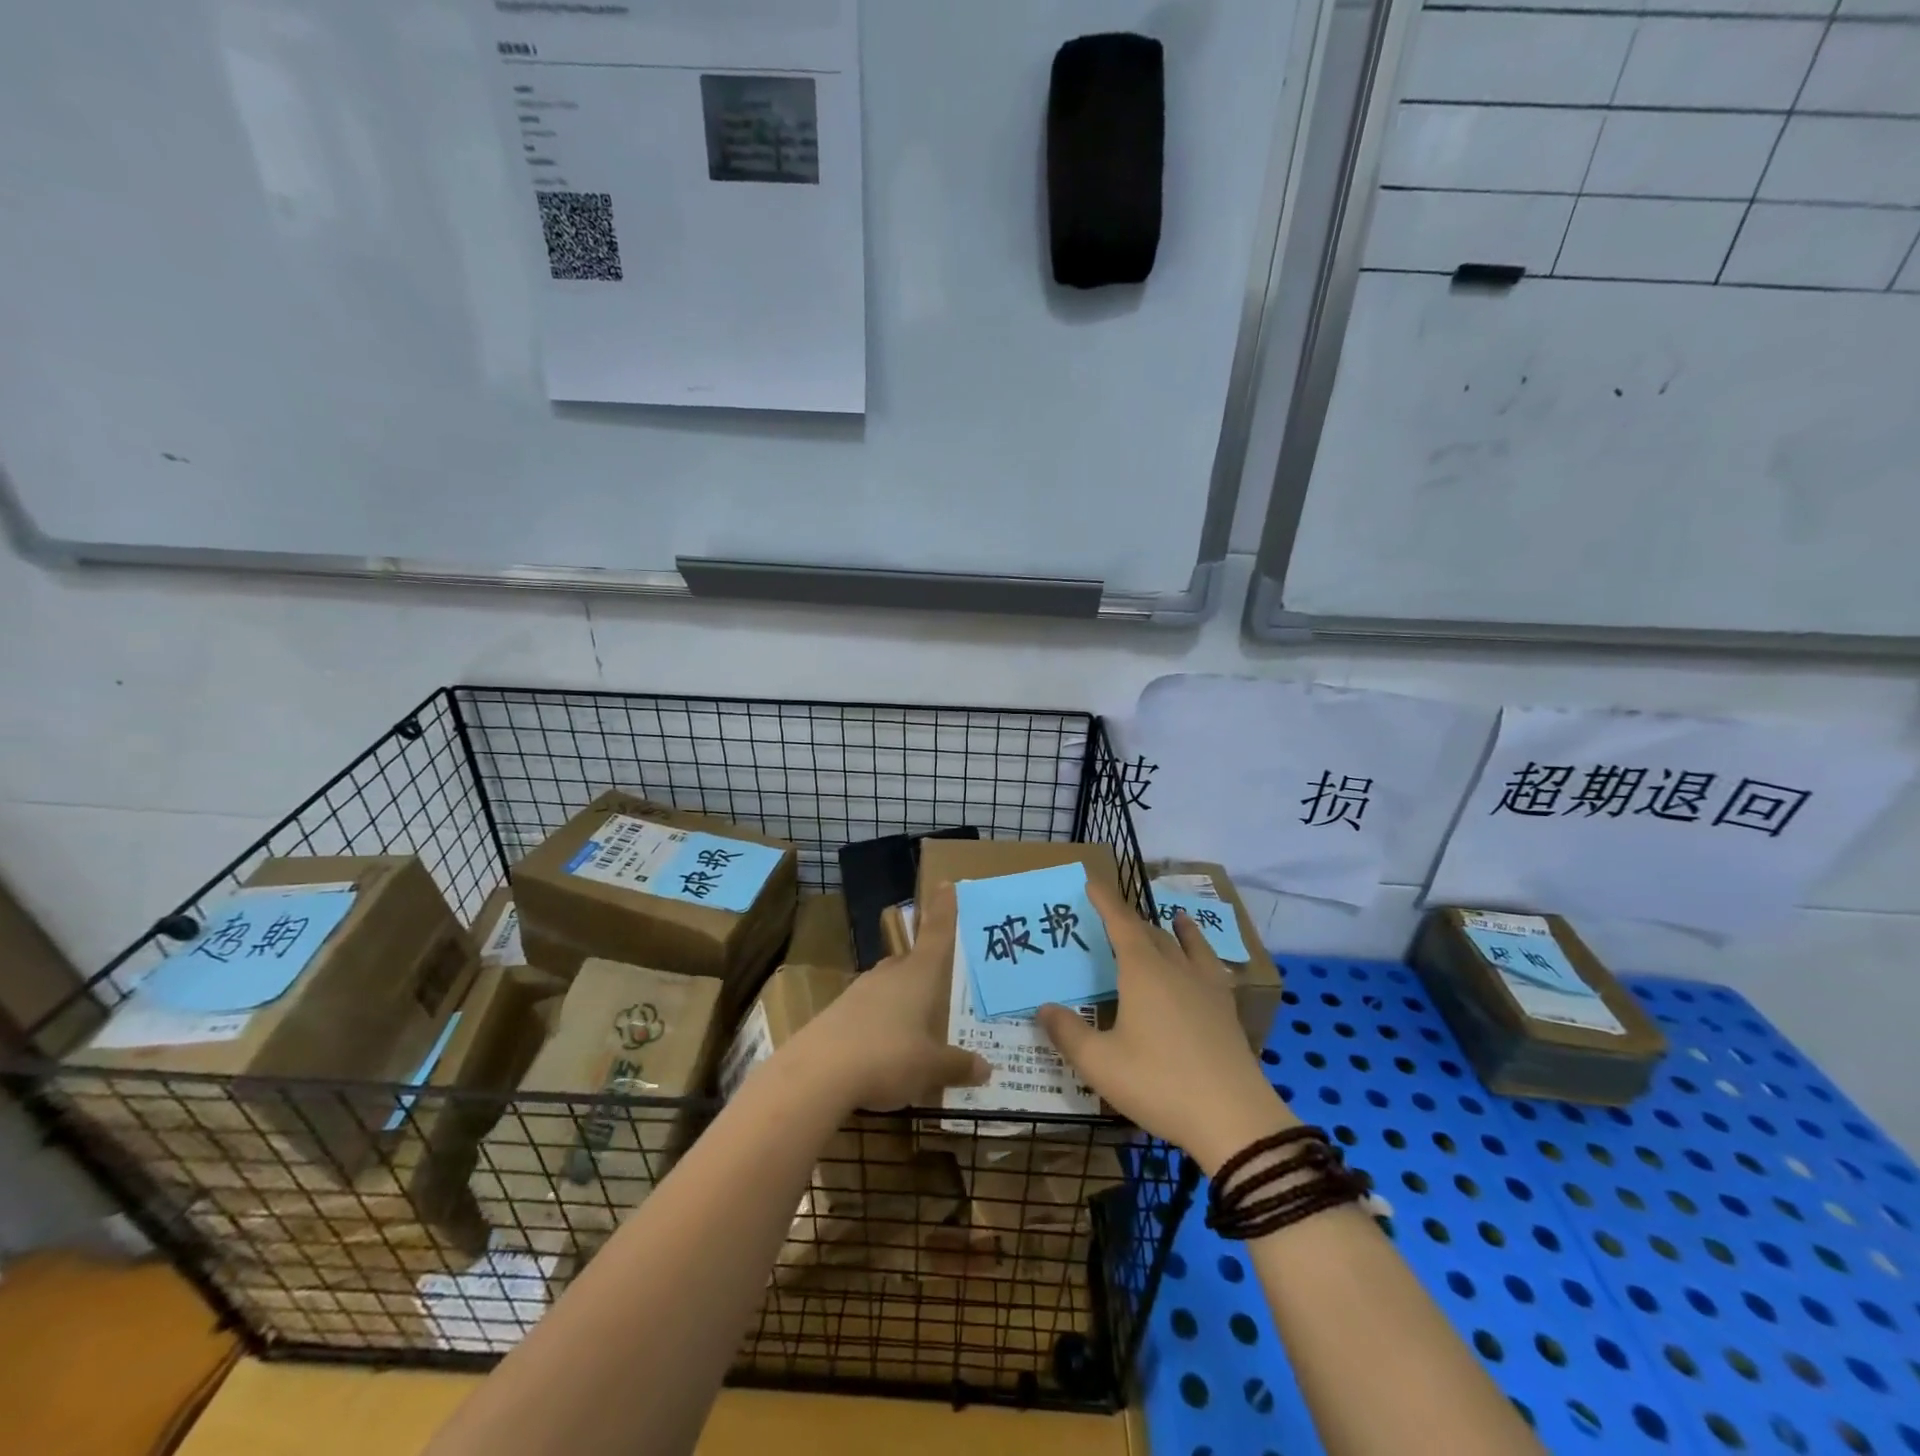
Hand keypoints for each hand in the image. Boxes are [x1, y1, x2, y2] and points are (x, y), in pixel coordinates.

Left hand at [787, 883, 989, 1111]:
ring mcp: (859, 992)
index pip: (936, 934)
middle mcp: (889, 975)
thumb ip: (957, 1065)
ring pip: (888, 986)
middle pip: (910, 961)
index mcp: (918, 975)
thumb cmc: (888, 1058)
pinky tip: (883, 1050)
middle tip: (940, 981)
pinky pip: (868, 1011)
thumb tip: (984, 1068)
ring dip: (901, 998)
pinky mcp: (837, 1014)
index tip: (945, 883)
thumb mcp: (930, 1068)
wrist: (817, 1074)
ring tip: (915, 1025)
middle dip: (924, 967)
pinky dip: (880, 1023)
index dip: (943, 910)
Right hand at [1037, 878, 1296, 1173]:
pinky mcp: (1226, 1009)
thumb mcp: (1100, 1064)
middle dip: (1129, 919)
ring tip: (1171, 918)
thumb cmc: (1159, 1083)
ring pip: (1185, 945)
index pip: (1120, 923)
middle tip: (1112, 916)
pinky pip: (1211, 965)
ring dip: (1171, 930)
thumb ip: (1068, 1033)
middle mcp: (1175, 968)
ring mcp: (1205, 987)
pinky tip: (1207, 961)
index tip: (1092, 881)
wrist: (1234, 1119)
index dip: (1105, 901)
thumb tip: (1044, 1008)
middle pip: (1150, 932)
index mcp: (1142, 971)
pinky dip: (1202, 951)